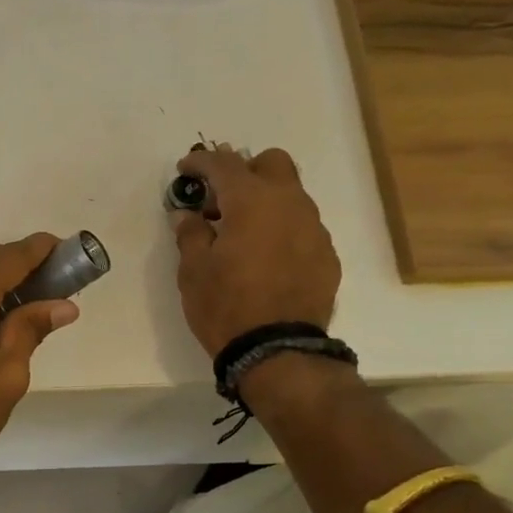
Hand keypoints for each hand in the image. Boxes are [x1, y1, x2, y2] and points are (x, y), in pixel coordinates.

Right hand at [171, 144, 340, 356]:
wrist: (277, 350)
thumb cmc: (225, 306)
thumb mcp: (193, 271)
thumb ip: (190, 234)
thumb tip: (187, 214)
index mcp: (251, 202)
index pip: (224, 165)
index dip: (201, 162)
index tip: (185, 170)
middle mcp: (289, 204)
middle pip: (271, 163)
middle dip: (244, 171)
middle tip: (221, 199)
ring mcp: (314, 228)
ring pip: (291, 195)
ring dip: (265, 201)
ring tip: (242, 232)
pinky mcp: (326, 254)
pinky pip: (302, 227)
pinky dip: (281, 230)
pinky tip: (266, 258)